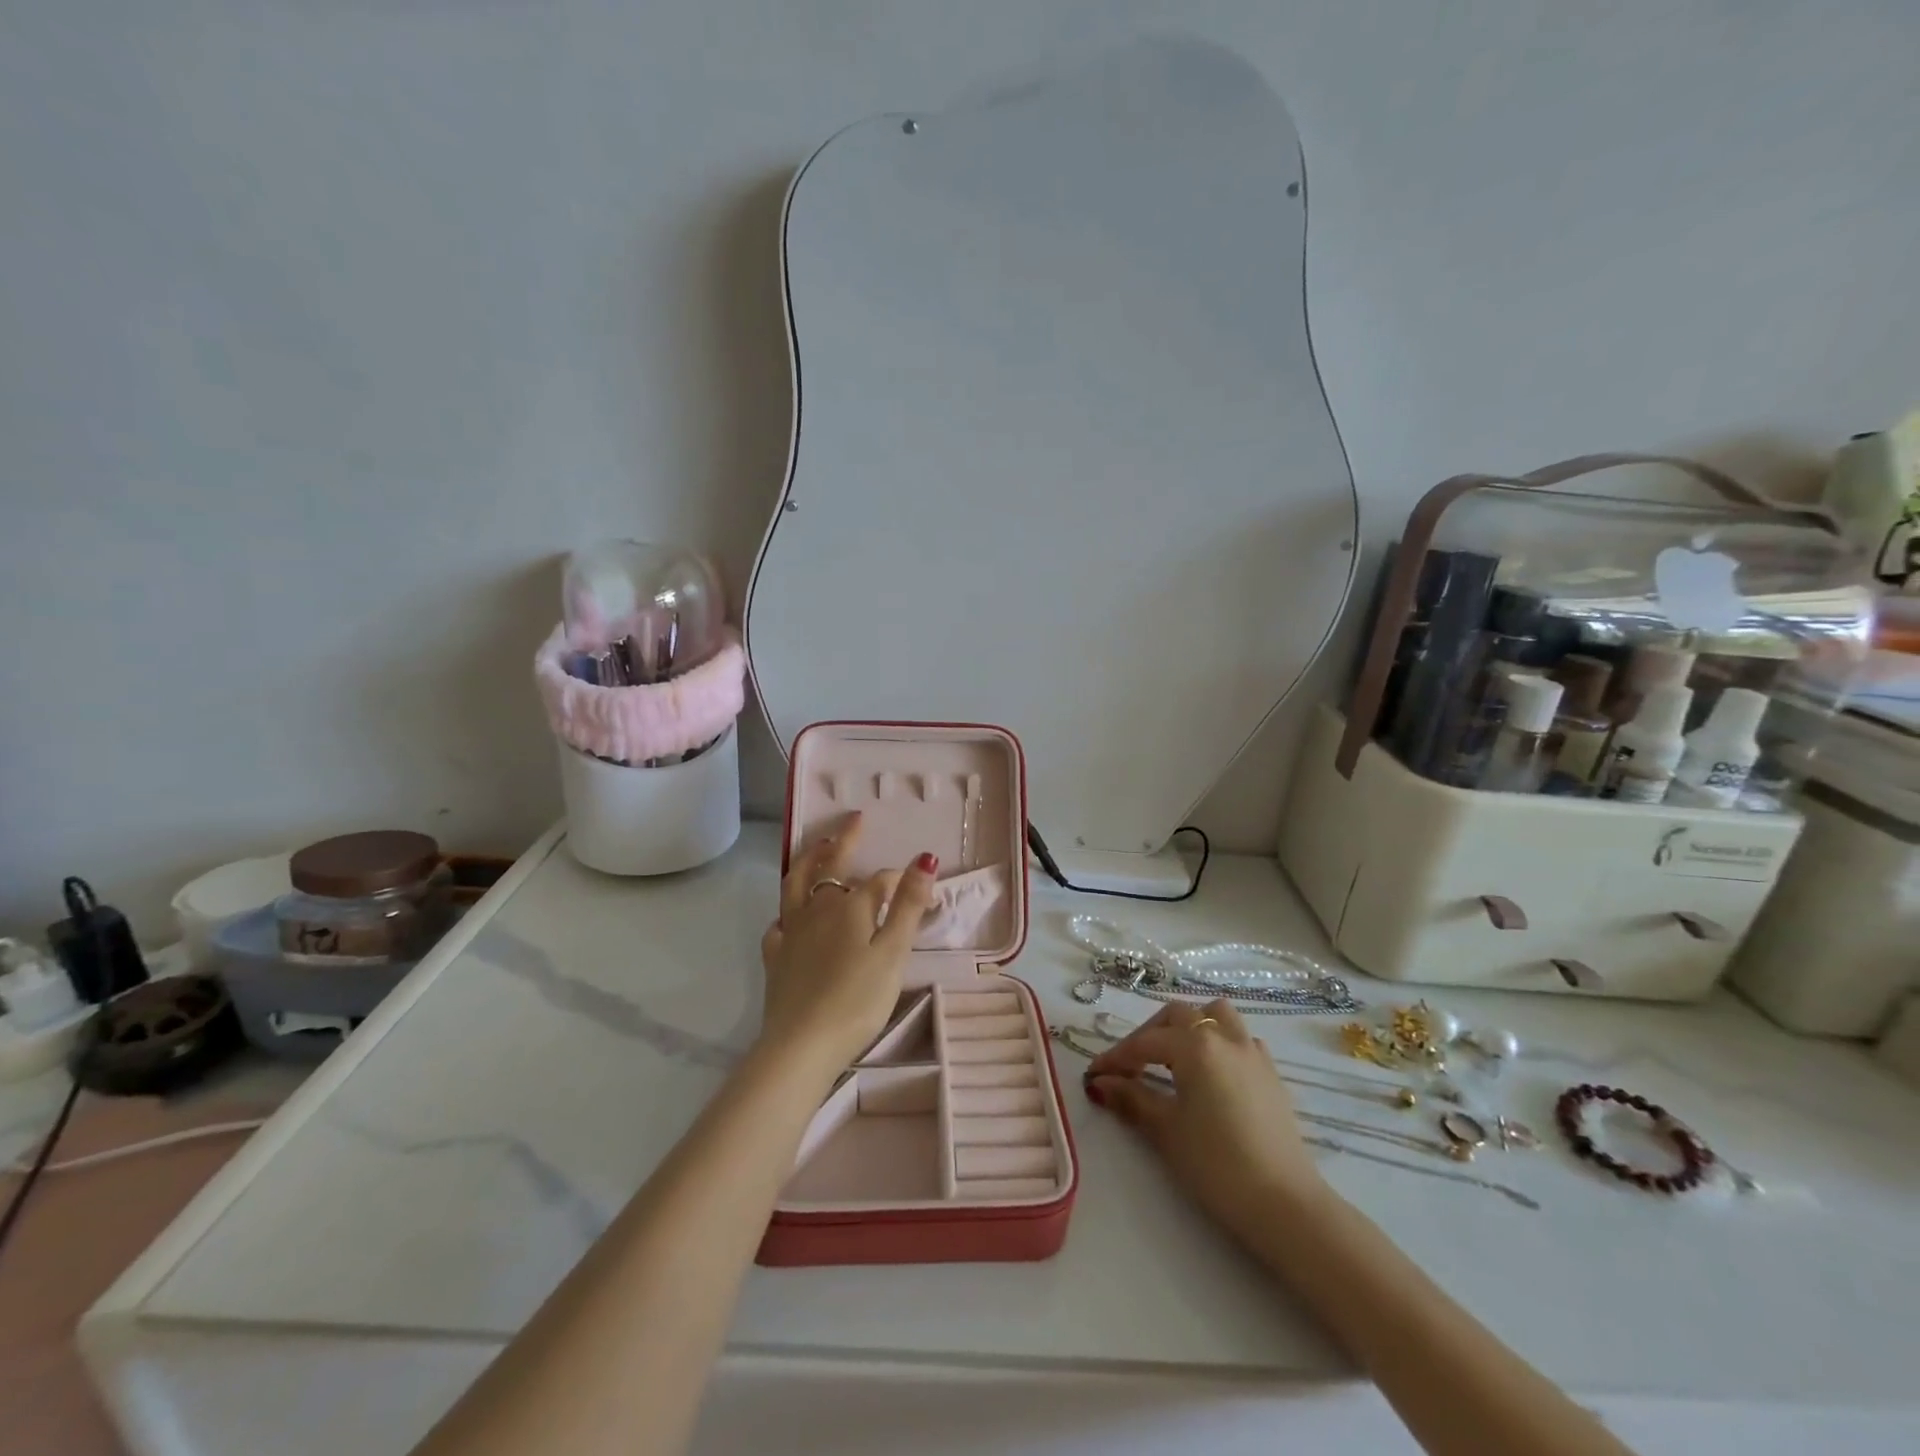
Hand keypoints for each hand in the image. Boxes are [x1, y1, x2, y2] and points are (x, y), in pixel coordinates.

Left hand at [758, 812, 938, 1072]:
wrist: (802, 1044)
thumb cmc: (857, 999)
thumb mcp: (893, 953)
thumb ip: (907, 905)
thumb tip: (925, 858)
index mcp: (850, 907)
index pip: (879, 882)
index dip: (900, 880)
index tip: (920, 888)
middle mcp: (817, 909)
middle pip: (829, 866)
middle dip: (843, 840)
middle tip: (854, 819)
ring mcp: (791, 932)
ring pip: (796, 884)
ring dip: (808, 861)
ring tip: (817, 847)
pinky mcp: (775, 958)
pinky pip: (779, 923)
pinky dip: (787, 911)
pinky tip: (790, 917)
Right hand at [1084, 1000, 1326, 1237]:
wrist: (1285, 1204)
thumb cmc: (1217, 1165)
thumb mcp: (1166, 1131)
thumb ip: (1131, 1098)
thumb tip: (1101, 1082)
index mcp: (1196, 1045)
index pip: (1145, 1042)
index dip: (1116, 1057)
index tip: (1094, 1075)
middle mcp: (1225, 1037)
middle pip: (1179, 1016)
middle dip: (1150, 1034)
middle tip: (1130, 1065)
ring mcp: (1253, 1053)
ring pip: (1216, 1015)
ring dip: (1190, 1027)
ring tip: (1173, 1057)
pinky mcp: (1271, 1074)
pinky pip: (1239, 1039)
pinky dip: (1218, 1043)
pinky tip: (1210, 1073)